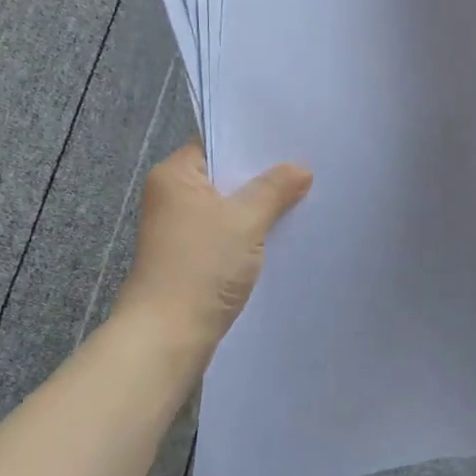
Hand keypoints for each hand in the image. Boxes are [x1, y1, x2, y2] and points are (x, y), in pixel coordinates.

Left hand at [116, 142, 312, 354]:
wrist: (168, 337)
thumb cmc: (201, 266)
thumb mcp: (245, 220)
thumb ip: (275, 188)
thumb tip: (301, 168)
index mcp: (175, 175)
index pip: (217, 142)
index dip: (253, 141)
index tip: (291, 138)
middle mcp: (173, 196)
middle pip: (225, 175)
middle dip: (263, 174)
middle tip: (307, 164)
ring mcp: (181, 228)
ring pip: (230, 205)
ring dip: (260, 205)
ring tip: (303, 193)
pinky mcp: (193, 256)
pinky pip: (228, 231)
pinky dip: (251, 230)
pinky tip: (283, 229)